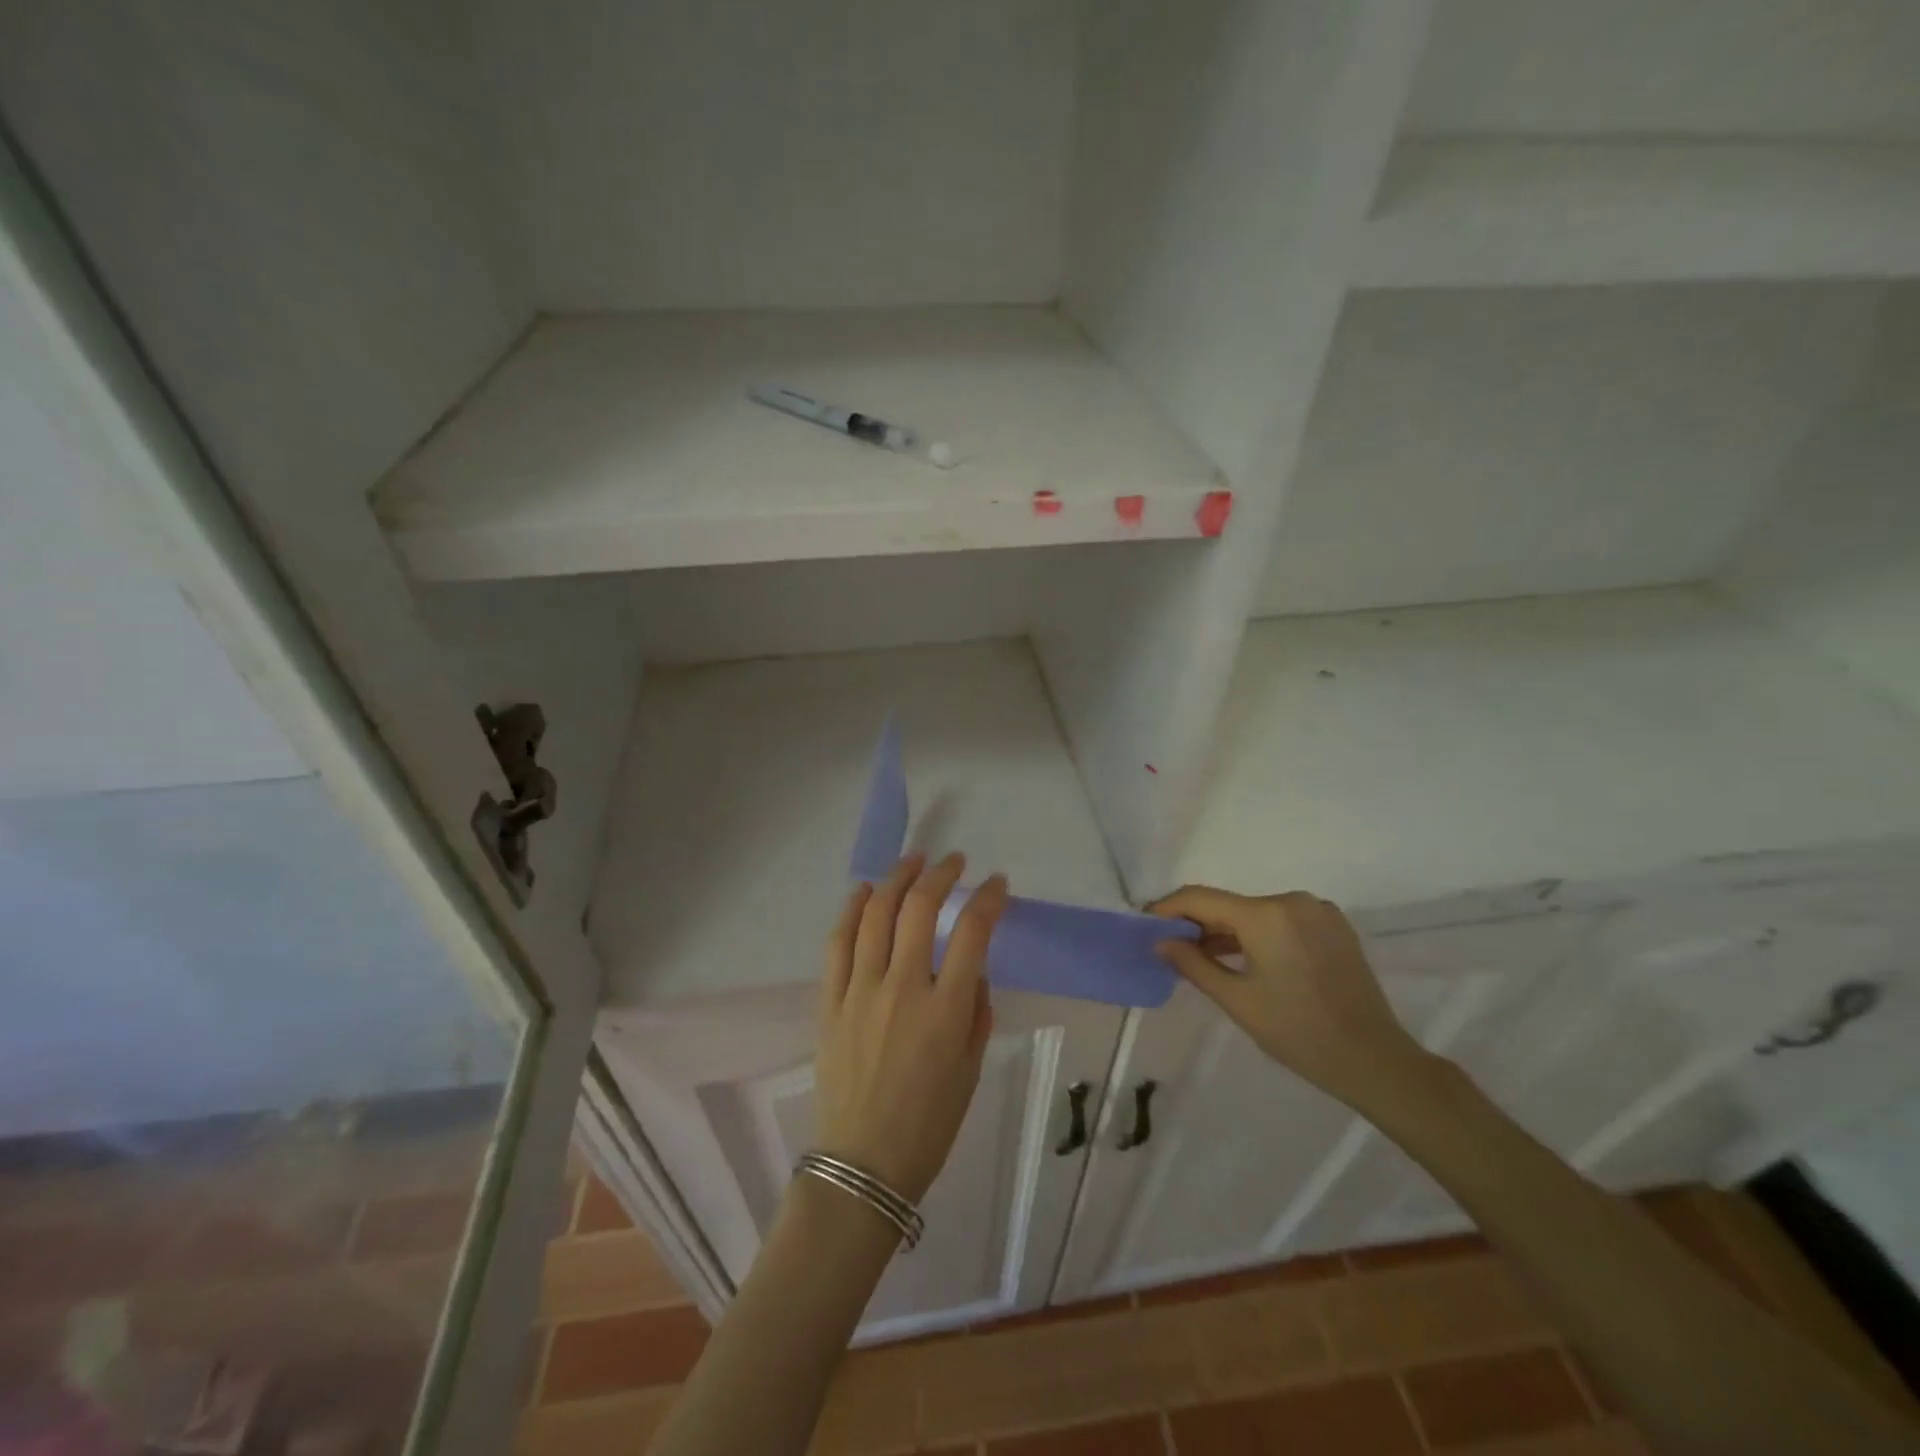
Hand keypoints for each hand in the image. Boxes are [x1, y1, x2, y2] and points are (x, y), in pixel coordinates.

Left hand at [815, 853, 1006, 1203]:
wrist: (863, 1164)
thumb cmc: (929, 1124)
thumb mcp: (971, 1070)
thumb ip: (976, 1012)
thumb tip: (972, 972)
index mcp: (946, 1010)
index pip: (972, 932)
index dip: (988, 899)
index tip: (997, 884)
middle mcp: (903, 988)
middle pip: (920, 909)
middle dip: (941, 875)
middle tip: (954, 862)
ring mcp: (861, 991)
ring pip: (876, 915)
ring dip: (897, 879)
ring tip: (913, 861)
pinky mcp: (830, 1000)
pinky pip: (838, 942)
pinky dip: (851, 909)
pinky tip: (864, 891)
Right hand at [1151, 886, 1428, 1109]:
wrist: (1374, 1060)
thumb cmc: (1297, 1032)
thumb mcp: (1236, 1000)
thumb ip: (1192, 963)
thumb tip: (1160, 941)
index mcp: (1265, 914)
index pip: (1200, 898)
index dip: (1167, 909)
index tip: (1146, 925)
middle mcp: (1291, 900)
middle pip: (1229, 904)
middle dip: (1198, 923)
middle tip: (1172, 947)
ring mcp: (1317, 911)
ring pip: (1255, 912)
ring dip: (1228, 930)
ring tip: (1205, 956)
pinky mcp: (1334, 926)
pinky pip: (1281, 920)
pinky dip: (1258, 934)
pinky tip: (1247, 959)